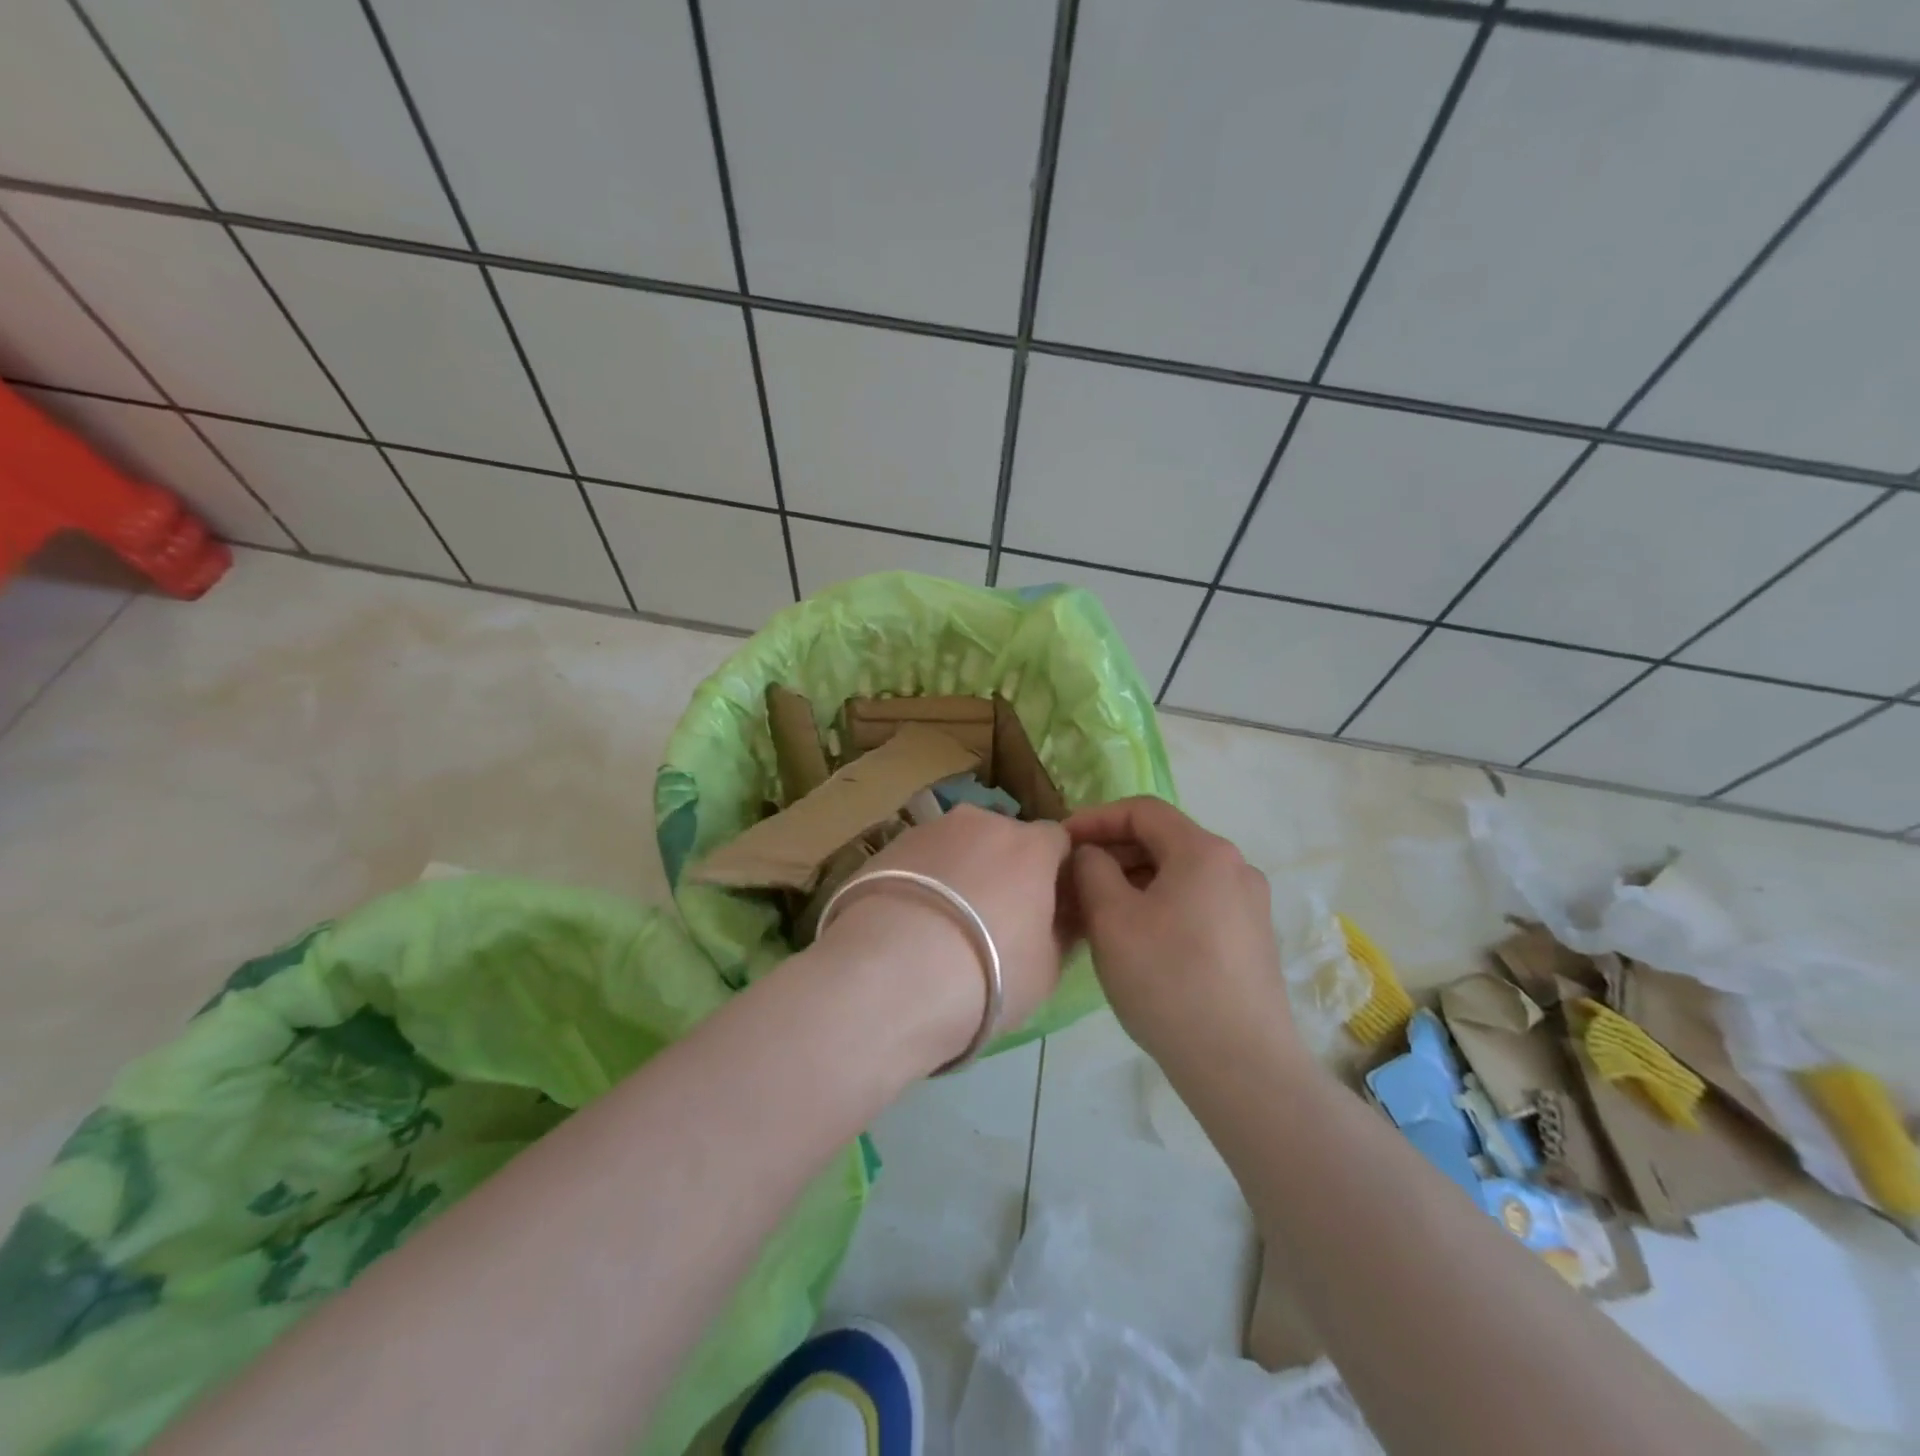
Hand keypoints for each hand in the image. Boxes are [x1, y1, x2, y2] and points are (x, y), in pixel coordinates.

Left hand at [815, 806, 1072, 1063]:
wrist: (889, 977)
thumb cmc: (988, 975)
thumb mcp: (1048, 969)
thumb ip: (1062, 931)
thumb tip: (1065, 915)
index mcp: (1031, 845)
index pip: (1058, 842)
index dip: (1056, 873)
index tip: (1048, 908)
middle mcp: (981, 822)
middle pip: (1005, 839)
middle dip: (1006, 870)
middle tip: (995, 921)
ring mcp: (929, 829)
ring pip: (958, 847)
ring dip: (961, 873)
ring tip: (943, 926)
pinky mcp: (886, 847)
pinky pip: (919, 861)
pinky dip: (923, 882)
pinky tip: (909, 924)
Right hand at [1065, 797, 1301, 1073]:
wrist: (1241, 1066)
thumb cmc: (1168, 980)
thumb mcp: (1111, 918)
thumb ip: (1091, 869)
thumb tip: (1090, 855)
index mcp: (1204, 851)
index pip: (1142, 811)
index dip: (1095, 819)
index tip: (1061, 842)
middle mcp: (1235, 867)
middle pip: (1163, 841)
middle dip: (1113, 853)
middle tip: (1073, 880)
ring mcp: (1249, 905)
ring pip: (1179, 875)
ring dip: (1134, 882)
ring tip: (1097, 912)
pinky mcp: (1252, 940)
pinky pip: (1196, 903)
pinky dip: (1160, 905)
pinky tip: (1136, 939)